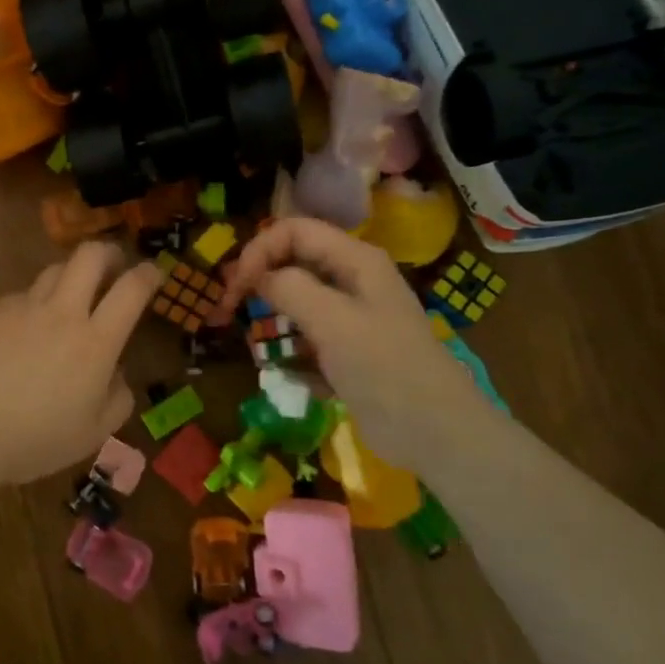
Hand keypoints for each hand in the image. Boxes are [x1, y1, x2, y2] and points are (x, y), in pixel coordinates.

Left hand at [0, 242, 161, 485]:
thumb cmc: (37, 439)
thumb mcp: (94, 433)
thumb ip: (118, 399)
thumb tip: (117, 374)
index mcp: (97, 341)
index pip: (131, 289)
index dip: (148, 274)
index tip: (153, 273)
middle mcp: (63, 313)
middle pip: (90, 255)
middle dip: (108, 252)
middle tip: (113, 268)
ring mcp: (25, 308)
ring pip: (55, 270)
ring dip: (71, 276)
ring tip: (70, 298)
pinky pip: (23, 296)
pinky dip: (35, 304)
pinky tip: (27, 329)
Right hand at [218, 218, 495, 472]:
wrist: (435, 433)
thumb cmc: (384, 367)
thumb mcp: (333, 321)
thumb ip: (289, 288)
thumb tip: (257, 277)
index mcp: (356, 260)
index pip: (294, 230)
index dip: (259, 250)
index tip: (234, 288)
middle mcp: (353, 280)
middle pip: (294, 262)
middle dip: (259, 281)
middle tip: (229, 311)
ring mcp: (352, 317)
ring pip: (298, 301)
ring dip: (273, 319)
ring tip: (257, 345)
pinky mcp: (348, 351)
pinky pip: (308, 338)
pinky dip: (291, 352)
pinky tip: (288, 374)